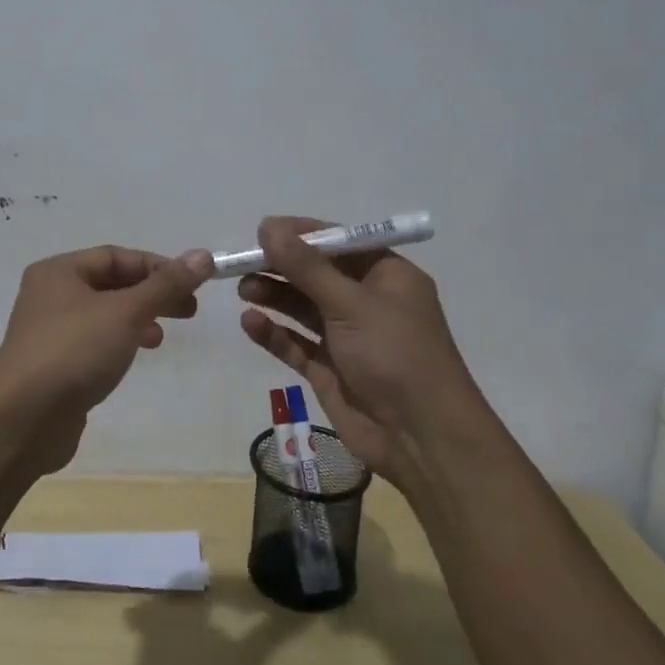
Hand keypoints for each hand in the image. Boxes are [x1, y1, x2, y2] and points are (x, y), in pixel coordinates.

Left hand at [0, 244, 213, 472]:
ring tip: (161, 337)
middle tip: (189, 310)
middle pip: (110, 284)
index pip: (115, 256)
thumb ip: (165, 285)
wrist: (22, 419)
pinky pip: (93, 342)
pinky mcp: (53, 365)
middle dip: (151, 294)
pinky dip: (118, 342)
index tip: (191, 283)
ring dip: (136, 319)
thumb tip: (203, 255)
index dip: (156, 266)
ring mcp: (49, 332)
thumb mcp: (126, 312)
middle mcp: (49, 295)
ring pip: (103, 315)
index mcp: (59, 271)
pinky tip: (133, 356)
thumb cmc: (73, 351)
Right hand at [236, 216, 483, 487]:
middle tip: (243, 262)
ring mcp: (348, 337)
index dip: (301, 234)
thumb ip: (306, 267)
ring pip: (303, 307)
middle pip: (317, 274)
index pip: (339, 243)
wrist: (421, 438)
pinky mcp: (331, 369)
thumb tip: (269, 226)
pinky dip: (274, 332)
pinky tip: (249, 322)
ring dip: (275, 296)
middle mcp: (368, 302)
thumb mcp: (351, 303)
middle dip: (281, 266)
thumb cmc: (395, 355)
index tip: (263, 230)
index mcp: (387, 276)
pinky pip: (297, 343)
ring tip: (243, 289)